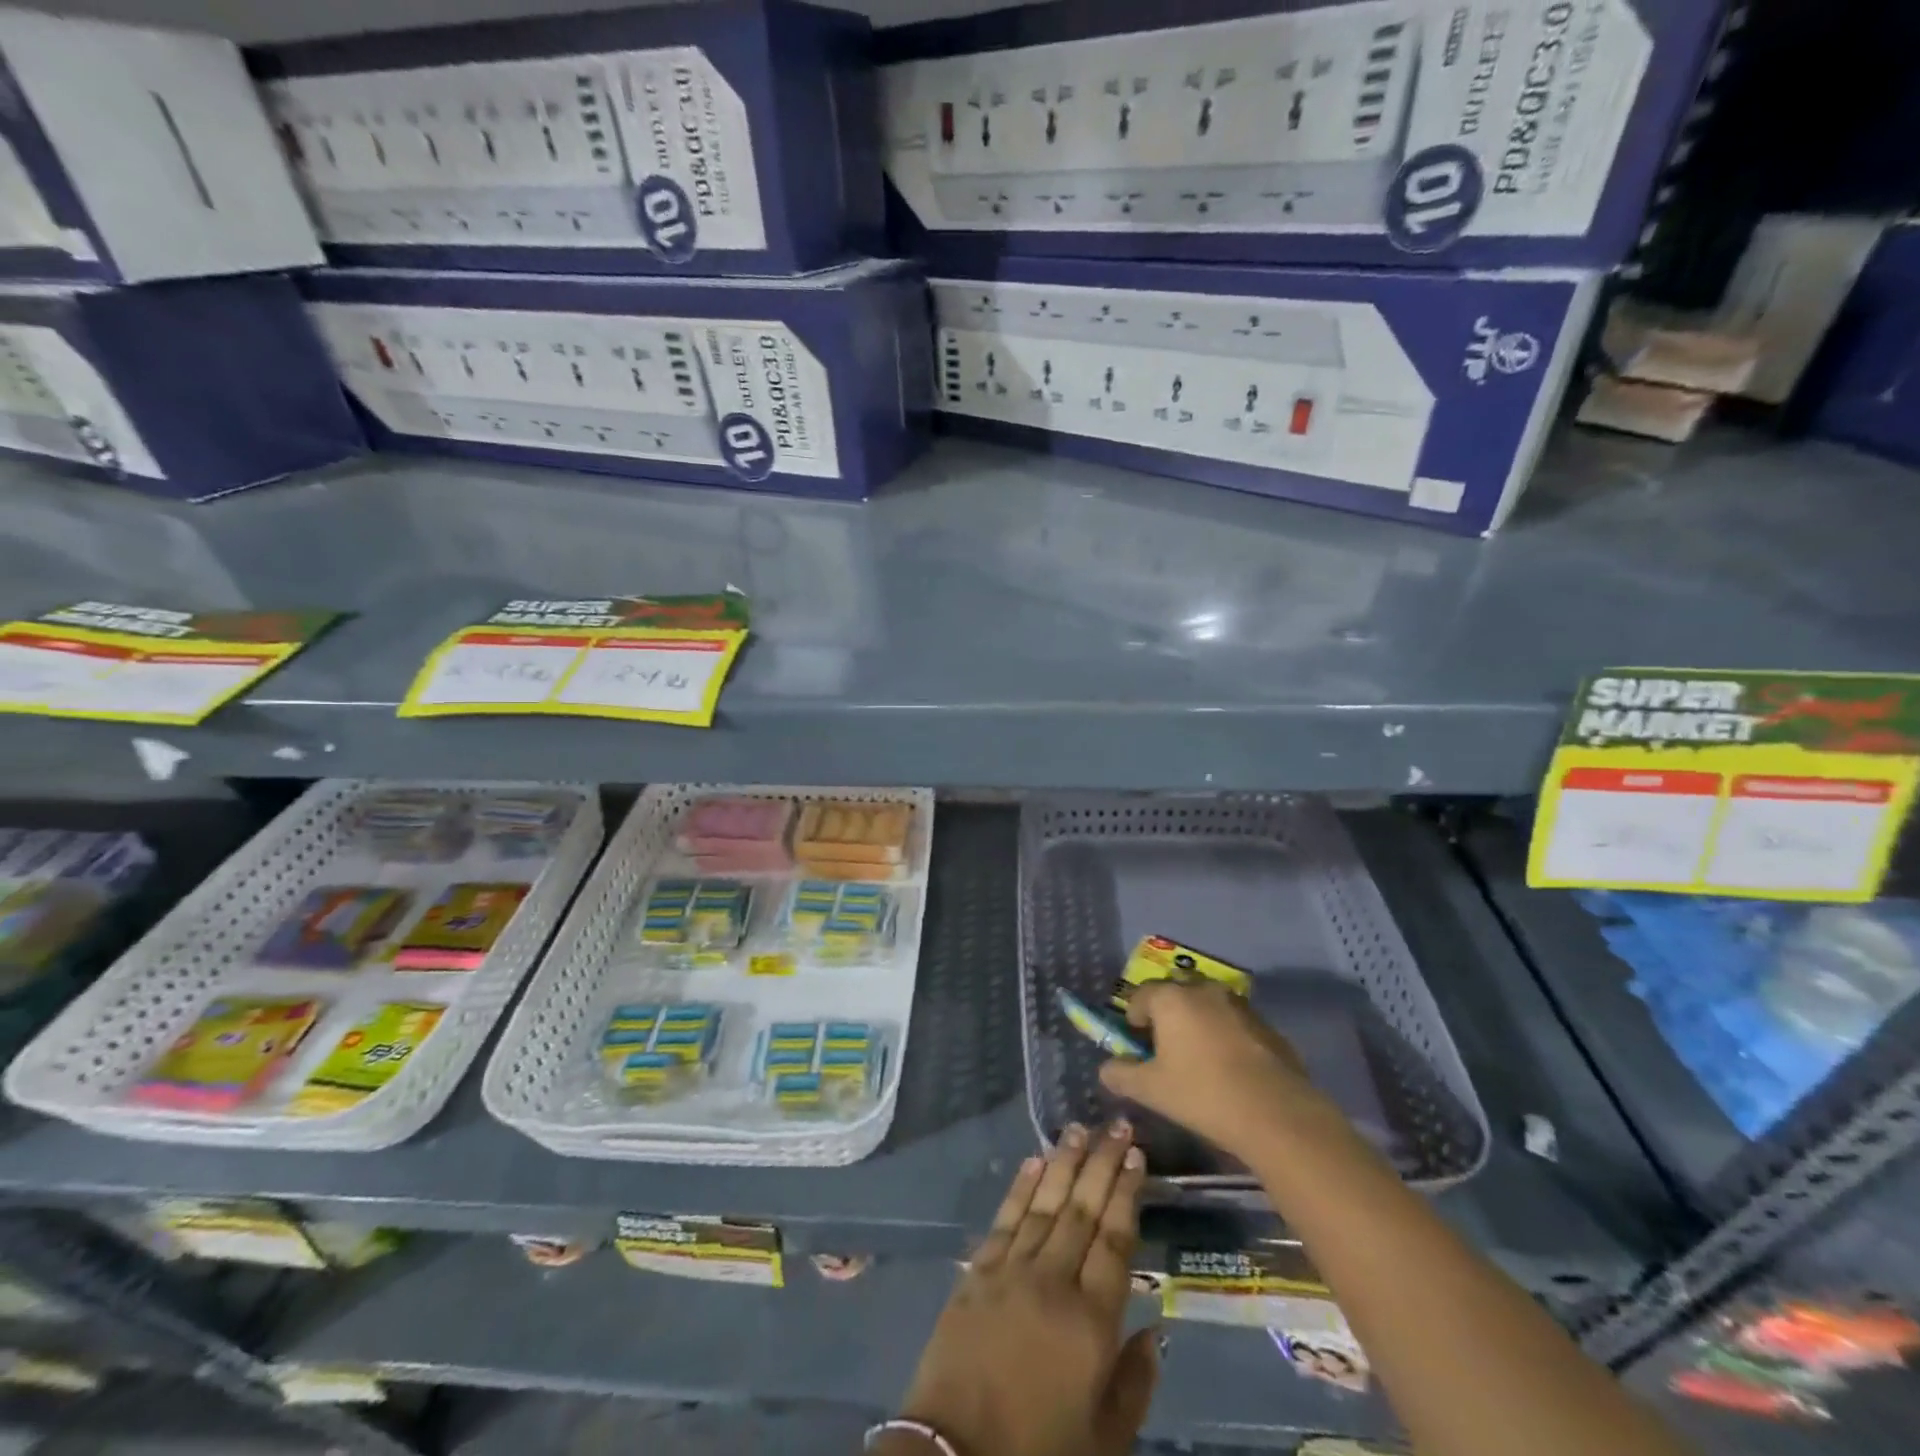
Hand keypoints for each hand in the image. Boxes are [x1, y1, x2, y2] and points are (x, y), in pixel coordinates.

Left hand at [892, 1121, 1157, 1455]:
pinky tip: (1034, 1161)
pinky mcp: (977, 1271)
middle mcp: (1053, 1280)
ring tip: (1079, 1129)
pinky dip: (1020, 1186)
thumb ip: (1135, 1382)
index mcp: (1092, 1320)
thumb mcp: (1105, 1438)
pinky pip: (1005, 1219)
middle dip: (1102, 1162)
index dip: (1127, 1193)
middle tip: (1117, 1124)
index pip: (1115, 1239)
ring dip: (1064, 1163)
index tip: (1136, 1155)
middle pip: (1083, 1209)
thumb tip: (1157, 1331)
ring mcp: (1011, 1270)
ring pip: (1045, 1203)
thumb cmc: (1039, 1450)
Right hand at [1098, 980, 1321, 1161]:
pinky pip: (1234, 1023)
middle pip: (1175, 994)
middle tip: (1166, 1049)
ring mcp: (1239, 1004)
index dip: (1134, 1018)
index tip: (1137, 1045)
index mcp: (1171, 998)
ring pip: (1207, 1006)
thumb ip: (1121, 1074)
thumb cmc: (1202, 1094)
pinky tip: (1230, 1069)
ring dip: (1198, 1023)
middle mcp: (1203, 990)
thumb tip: (1106, 1068)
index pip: (1141, 995)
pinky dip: (1225, 1036)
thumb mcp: (1150, 1090)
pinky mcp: (1266, 1025)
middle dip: (1167, 1015)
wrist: (1276, 1114)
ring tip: (1199, 1059)